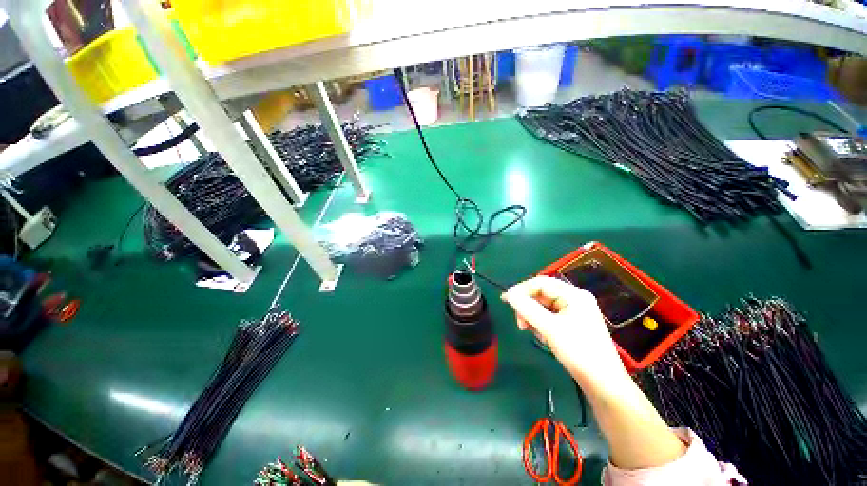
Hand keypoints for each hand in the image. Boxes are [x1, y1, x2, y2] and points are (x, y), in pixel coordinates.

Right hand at [502, 276, 627, 386]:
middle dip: (527, 306)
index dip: (521, 289)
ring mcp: (574, 311)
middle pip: (541, 294)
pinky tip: (541, 336)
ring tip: (531, 332)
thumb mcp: (550, 328)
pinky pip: (549, 316)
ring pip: (543, 306)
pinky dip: (541, 323)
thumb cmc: (579, 352)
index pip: (541, 283)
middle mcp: (574, 299)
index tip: (506, 300)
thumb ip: (527, 309)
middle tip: (520, 324)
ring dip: (533, 316)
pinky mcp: (572, 323)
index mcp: (574, 295)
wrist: (603, 384)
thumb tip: (508, 295)